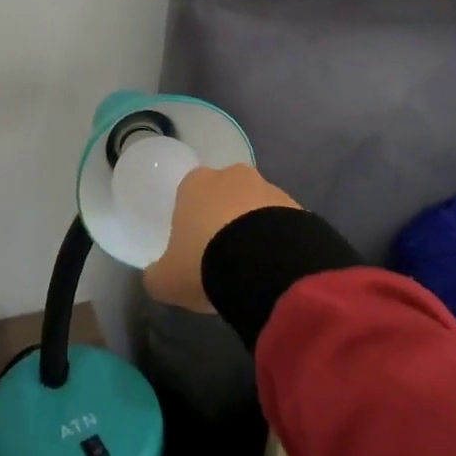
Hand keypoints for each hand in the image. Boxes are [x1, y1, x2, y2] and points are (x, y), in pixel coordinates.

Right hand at [143, 164, 301, 313]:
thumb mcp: (166, 279)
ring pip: (256, 209)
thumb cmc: (204, 262)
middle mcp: (232, 176)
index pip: (189, 195)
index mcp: (195, 183)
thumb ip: (157, 274)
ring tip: (253, 269)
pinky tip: (275, 269)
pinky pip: (282, 225)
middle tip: (224, 258)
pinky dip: (278, 242)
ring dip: (254, 231)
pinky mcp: (298, 207)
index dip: (191, 222)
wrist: (264, 265)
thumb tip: (157, 276)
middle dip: (225, 221)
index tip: (194, 250)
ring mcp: (268, 188)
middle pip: (224, 197)